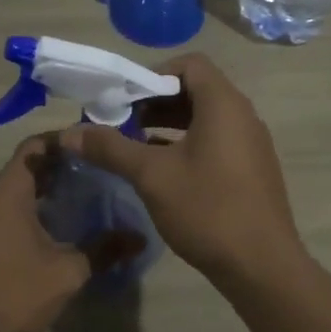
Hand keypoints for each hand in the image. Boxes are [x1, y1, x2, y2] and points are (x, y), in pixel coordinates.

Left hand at [0, 136, 143, 331]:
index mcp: (7, 194)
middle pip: (23, 169)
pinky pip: (2, 214)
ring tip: (78, 201)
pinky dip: (26, 212)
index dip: (61, 142)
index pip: (33, 147)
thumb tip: (139, 238)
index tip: (90, 148)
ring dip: (41, 193)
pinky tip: (51, 232)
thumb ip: (104, 249)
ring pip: (12, 193)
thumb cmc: (17, 293)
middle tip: (93, 175)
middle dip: (56, 169)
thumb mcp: (68, 271)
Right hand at [61, 53, 302, 282]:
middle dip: (155, 101)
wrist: (262, 267)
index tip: (124, 99)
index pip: (189, 64)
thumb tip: (68, 133)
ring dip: (168, 125)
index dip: (153, 74)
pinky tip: (160, 170)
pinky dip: (186, 145)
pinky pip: (216, 142)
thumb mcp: (151, 176)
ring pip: (205, 119)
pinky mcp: (251, 171)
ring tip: (133, 145)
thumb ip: (110, 148)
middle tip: (120, 122)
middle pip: (196, 90)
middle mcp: (242, 116)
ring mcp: (251, 145)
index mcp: (223, 104)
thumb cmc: (207, 209)